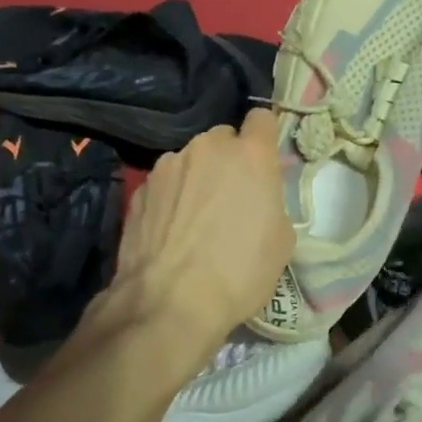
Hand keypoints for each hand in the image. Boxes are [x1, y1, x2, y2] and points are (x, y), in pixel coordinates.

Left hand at [102, 107, 293, 354]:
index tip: (265, 160)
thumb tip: (257, 198)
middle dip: (230, 160)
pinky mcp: (139, 187)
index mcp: (250, 155)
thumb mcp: (281, 241)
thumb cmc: (239, 272)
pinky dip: (172, 198)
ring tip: (196, 219)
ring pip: (191, 160)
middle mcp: (207, 148)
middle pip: (224, 139)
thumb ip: (271, 202)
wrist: (168, 303)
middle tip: (232, 198)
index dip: (265, 137)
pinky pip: (166, 183)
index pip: (262, 119)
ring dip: (198, 178)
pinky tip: (171, 231)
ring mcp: (168, 165)